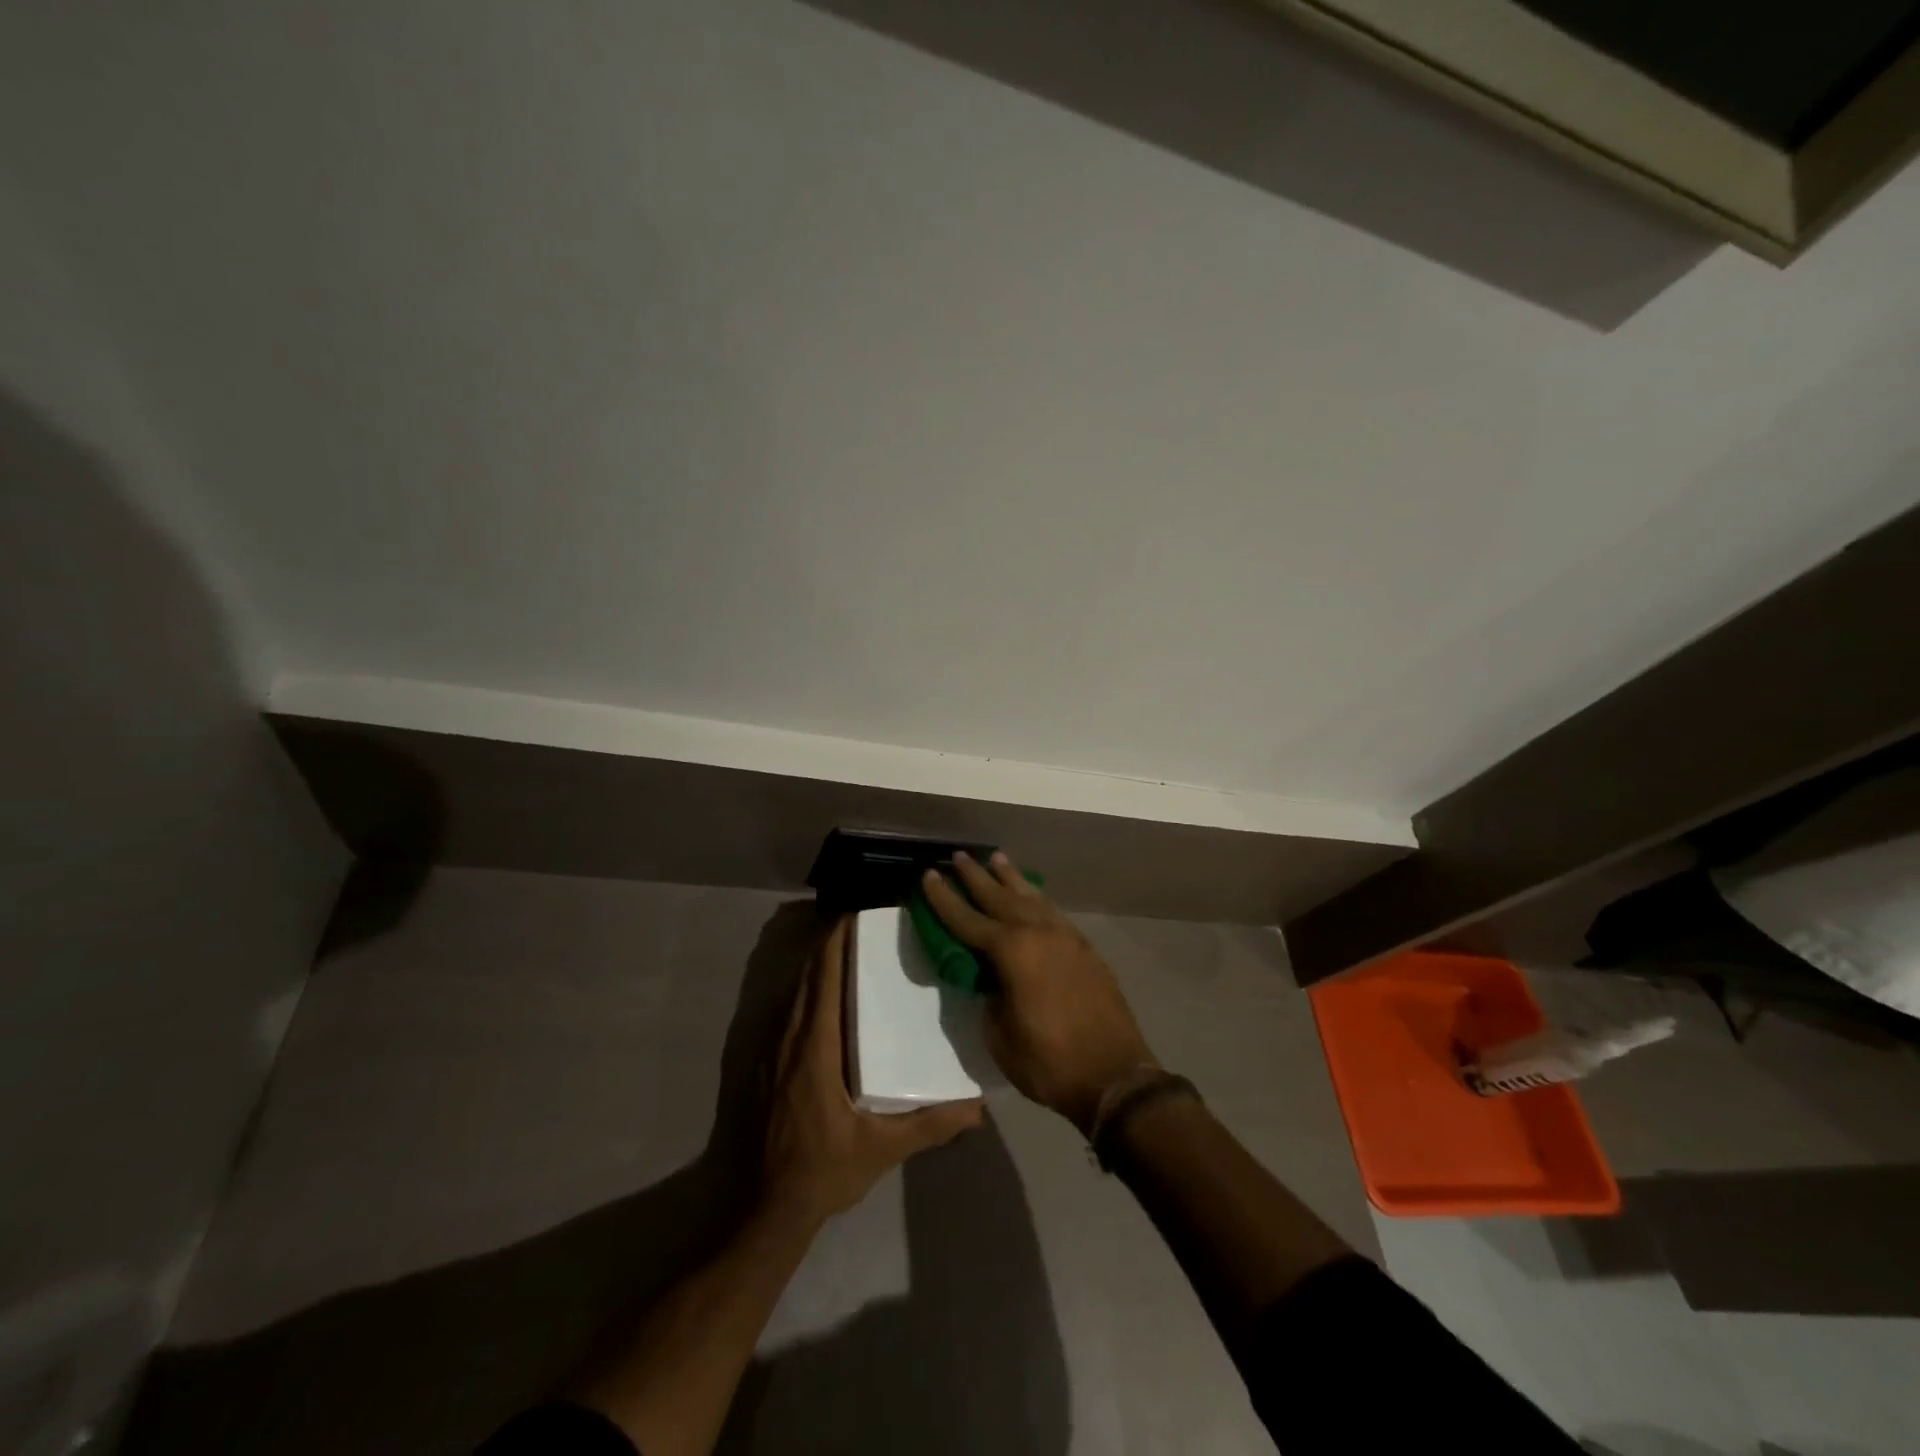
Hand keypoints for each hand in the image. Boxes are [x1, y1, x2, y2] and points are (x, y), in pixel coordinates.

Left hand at [761, 916, 983, 1224]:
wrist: (757, 1210)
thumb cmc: (820, 1171)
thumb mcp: (881, 1150)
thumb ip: (929, 1125)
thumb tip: (978, 1108)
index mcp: (814, 1045)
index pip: (824, 975)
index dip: (837, 939)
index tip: (860, 914)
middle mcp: (787, 1036)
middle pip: (808, 973)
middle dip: (831, 943)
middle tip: (867, 928)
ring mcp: (767, 1049)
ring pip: (794, 990)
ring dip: (817, 965)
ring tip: (852, 954)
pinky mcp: (759, 1063)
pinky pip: (785, 1010)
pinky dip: (805, 990)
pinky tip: (827, 1001)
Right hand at [922, 853, 1156, 1134]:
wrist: (1115, 1075)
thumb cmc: (1049, 1062)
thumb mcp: (1000, 1036)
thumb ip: (990, 997)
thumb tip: (990, 977)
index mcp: (1012, 952)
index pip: (968, 919)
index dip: (945, 899)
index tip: (929, 875)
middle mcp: (1038, 933)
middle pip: (1000, 897)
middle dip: (976, 877)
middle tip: (959, 856)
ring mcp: (1065, 937)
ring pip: (1030, 898)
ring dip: (1010, 878)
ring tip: (996, 858)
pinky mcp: (1084, 948)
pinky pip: (1052, 911)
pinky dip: (1035, 898)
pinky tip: (1030, 895)